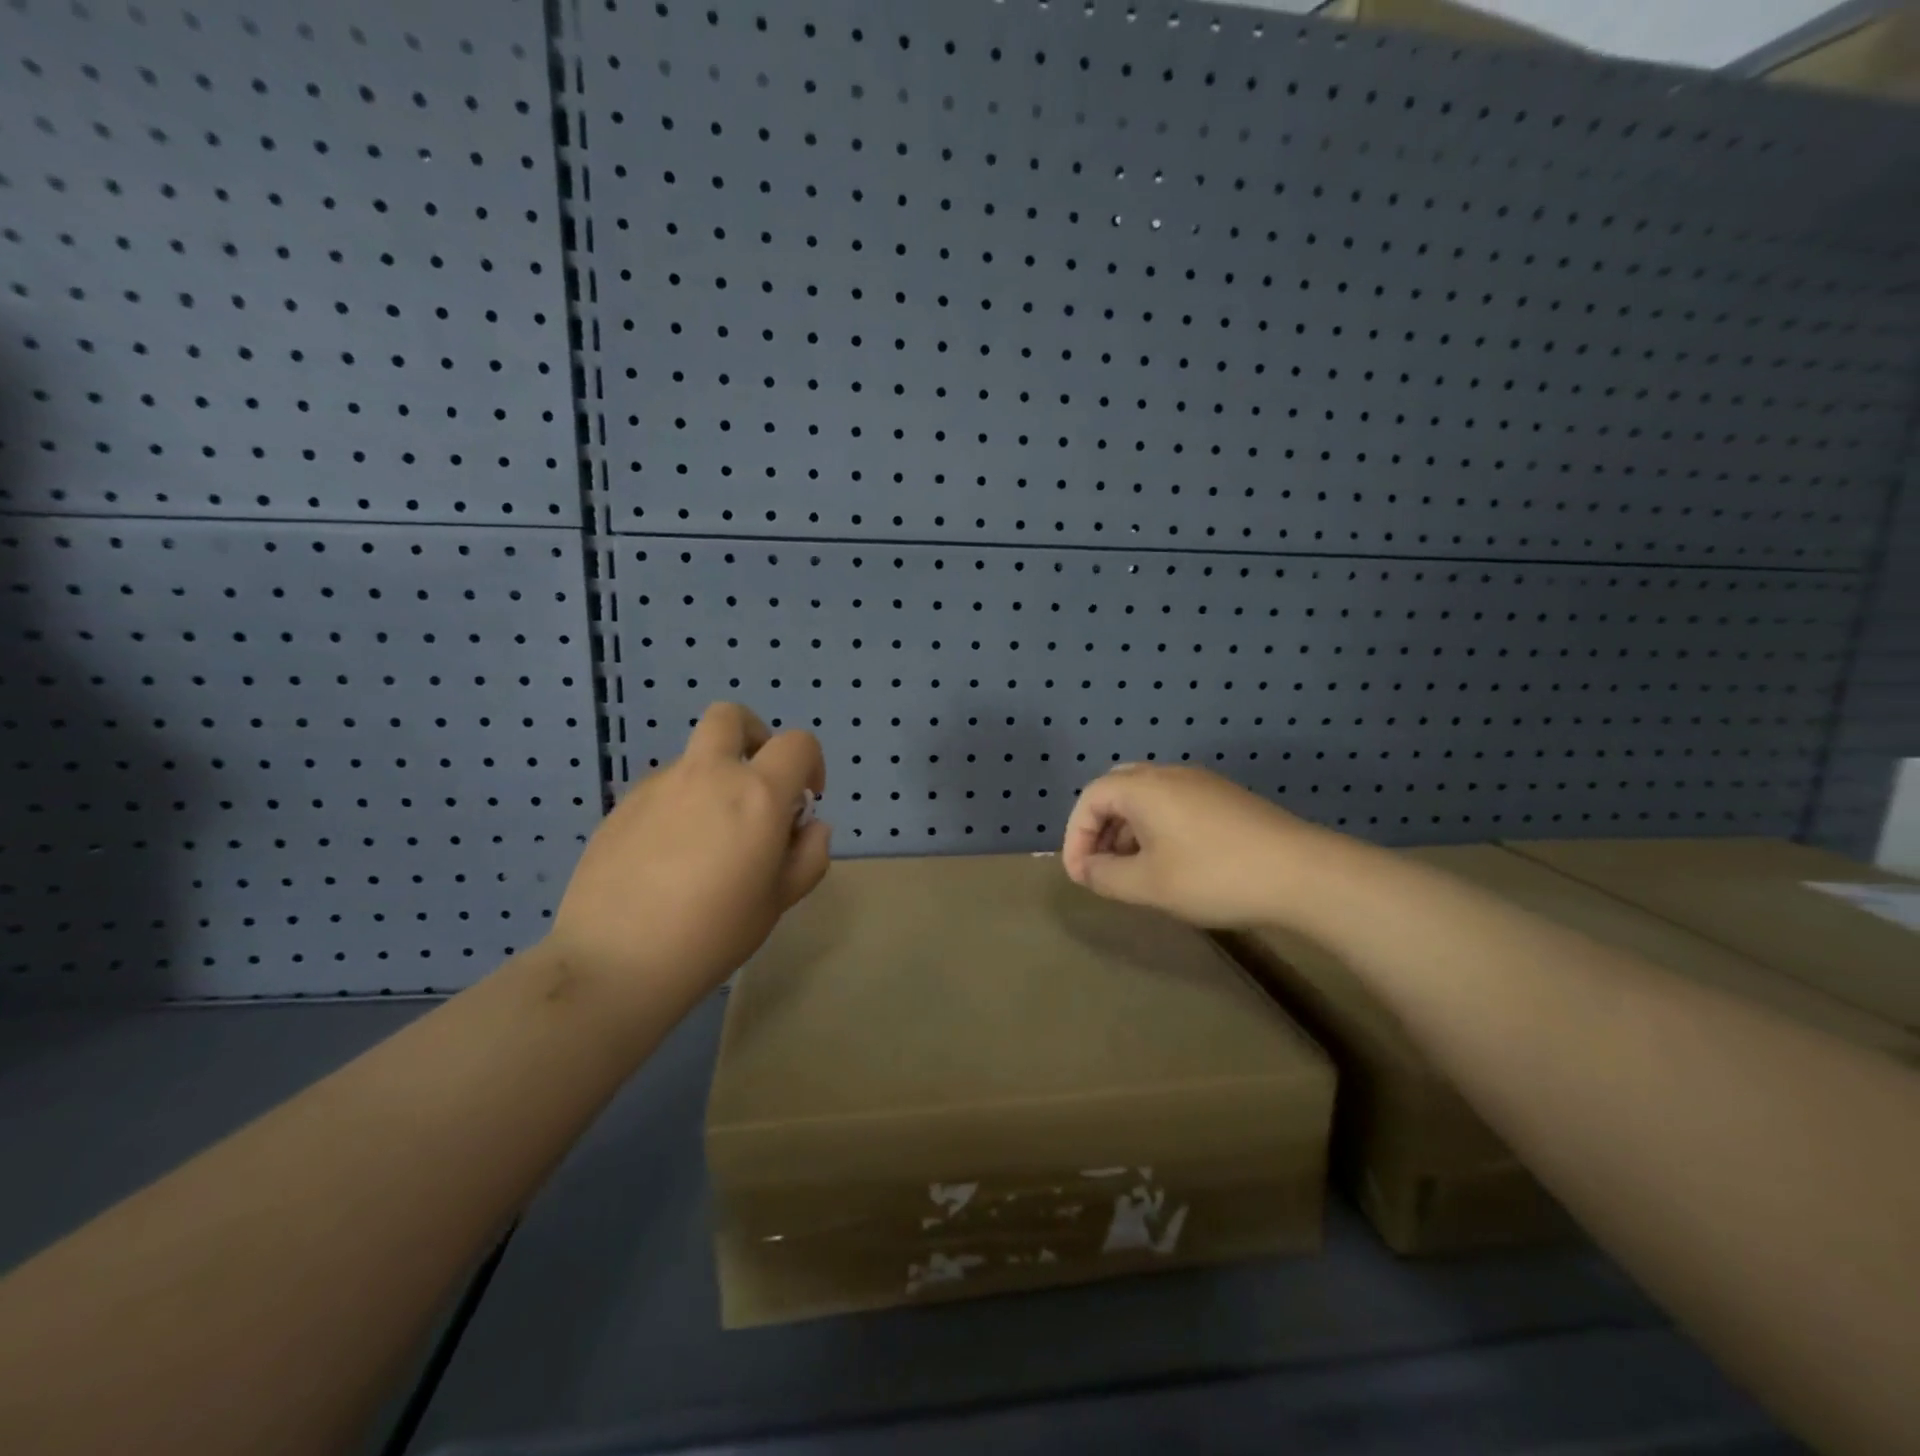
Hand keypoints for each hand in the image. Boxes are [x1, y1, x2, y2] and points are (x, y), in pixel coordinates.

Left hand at [548, 703, 830, 1018]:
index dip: (811, 763)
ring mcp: (658, 786)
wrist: (615, 962)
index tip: (804, 801)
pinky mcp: (621, 807)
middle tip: (756, 784)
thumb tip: (809, 826)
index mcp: (756, 794)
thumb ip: (809, 855)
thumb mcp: (779, 901)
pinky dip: (679, 806)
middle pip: (730, 717)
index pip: (797, 743)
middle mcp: (707, 775)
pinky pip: (662, 790)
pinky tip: (669, 858)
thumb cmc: (713, 934)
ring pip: (694, 759)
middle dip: (753, 736)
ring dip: (713, 780)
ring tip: (707, 841)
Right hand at [1061, 764, 1320, 928]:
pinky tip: (1171, 862)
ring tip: (1133, 870)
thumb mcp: (1149, 885)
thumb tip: (1087, 869)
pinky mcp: (1225, 798)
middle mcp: (1169, 774)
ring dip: (1128, 829)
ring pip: (1147, 797)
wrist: (1302, 873)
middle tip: (1101, 865)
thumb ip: (1106, 877)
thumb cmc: (1214, 876)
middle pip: (1116, 789)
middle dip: (1100, 828)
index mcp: (1143, 787)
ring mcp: (1201, 782)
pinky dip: (1157, 827)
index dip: (1075, 836)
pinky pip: (1174, 803)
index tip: (1081, 876)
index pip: (1090, 799)